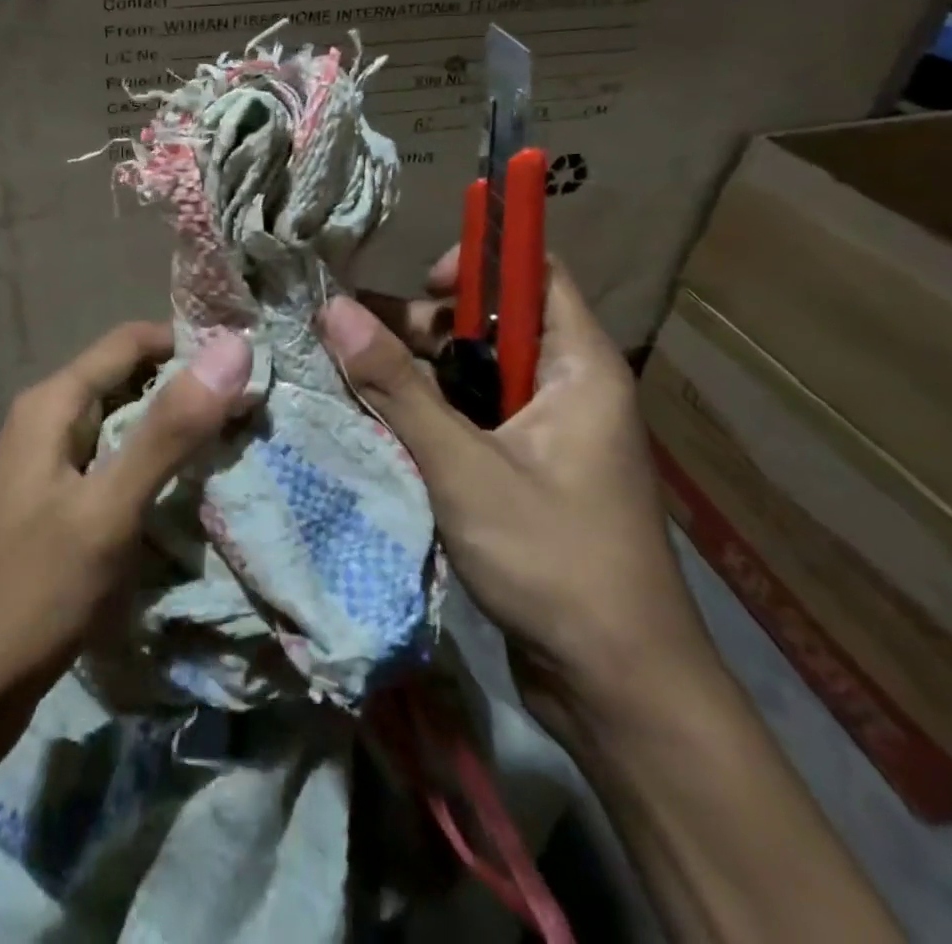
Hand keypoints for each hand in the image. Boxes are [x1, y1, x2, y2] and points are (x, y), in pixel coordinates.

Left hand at [0, 323, 252, 753]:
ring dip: (175, 428)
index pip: (131, 341)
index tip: (251, 363)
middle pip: (129, 379)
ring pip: (124, 423)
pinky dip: (155, 465)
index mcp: (52, 403)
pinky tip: (193, 488)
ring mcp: (49, 463)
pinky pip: (114, 463)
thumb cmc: (32, 591)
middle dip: (188, 388)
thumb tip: (232, 348)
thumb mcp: (107, 509)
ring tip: (239, 442)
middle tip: (257, 408)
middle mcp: (47, 419)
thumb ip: (168, 430)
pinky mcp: (58, 502)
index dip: (189, 343)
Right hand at [324, 252, 716, 740]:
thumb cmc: (553, 560)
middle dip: (422, 328)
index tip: (417, 287)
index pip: (536, 274)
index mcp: (579, 368)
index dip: (480, 262)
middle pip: (490, 326)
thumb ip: (397, 387)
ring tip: (347, 380)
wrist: (616, 689)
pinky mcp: (522, 473)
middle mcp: (565, 389)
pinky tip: (375, 425)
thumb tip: (335, 310)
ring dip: (414, 377)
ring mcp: (544, 434)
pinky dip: (425, 417)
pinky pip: (469, 421)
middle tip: (354, 341)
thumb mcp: (463, 465)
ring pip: (471, 377)